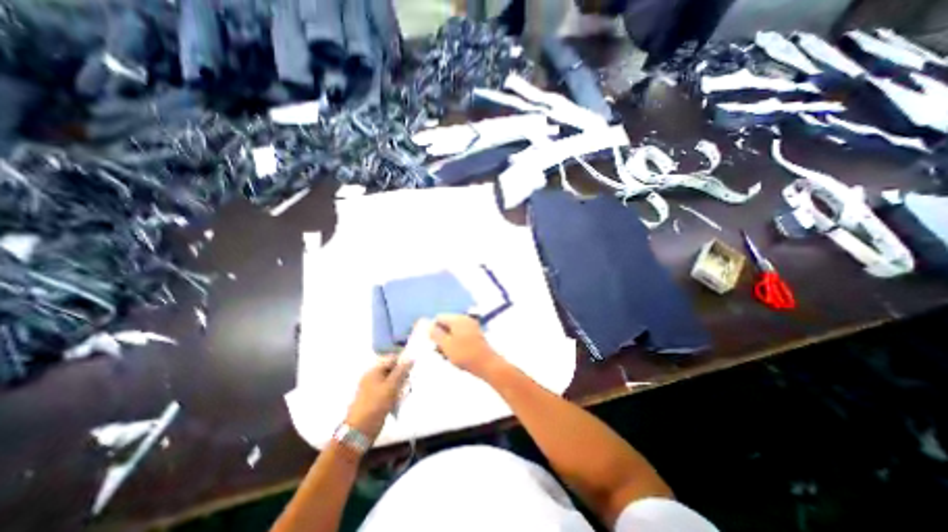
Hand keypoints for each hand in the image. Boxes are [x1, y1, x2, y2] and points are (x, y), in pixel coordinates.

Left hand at [345, 357, 411, 439]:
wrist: (360, 430)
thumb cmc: (376, 404)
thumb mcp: (391, 386)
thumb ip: (401, 371)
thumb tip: (411, 358)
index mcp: (374, 371)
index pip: (392, 359)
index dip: (402, 363)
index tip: (411, 371)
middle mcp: (373, 377)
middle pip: (392, 370)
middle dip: (402, 376)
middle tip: (407, 384)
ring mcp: (373, 389)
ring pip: (392, 382)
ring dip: (400, 386)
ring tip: (403, 395)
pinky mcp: (375, 400)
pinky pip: (388, 392)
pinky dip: (395, 395)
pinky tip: (398, 401)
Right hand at [430, 315, 501, 376]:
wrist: (488, 364)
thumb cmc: (465, 354)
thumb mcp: (446, 345)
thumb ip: (435, 334)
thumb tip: (427, 324)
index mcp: (457, 319)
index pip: (439, 318)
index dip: (433, 330)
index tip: (434, 343)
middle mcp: (465, 319)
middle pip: (446, 324)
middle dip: (441, 336)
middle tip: (441, 351)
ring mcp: (471, 326)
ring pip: (453, 331)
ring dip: (448, 342)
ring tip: (449, 356)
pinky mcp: (475, 335)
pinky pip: (460, 336)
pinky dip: (456, 344)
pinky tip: (457, 356)